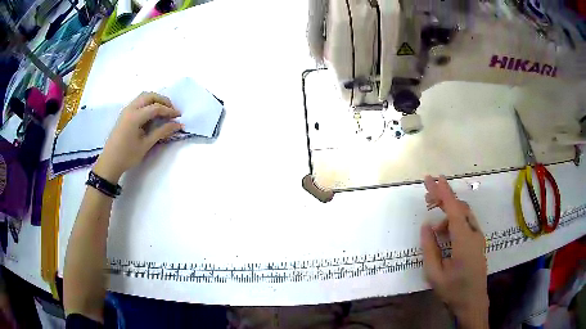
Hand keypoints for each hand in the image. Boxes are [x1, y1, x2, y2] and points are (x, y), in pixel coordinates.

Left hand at [93, 92, 182, 182]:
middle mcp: (130, 108)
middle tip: (172, 111)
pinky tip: (152, 115)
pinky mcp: (125, 114)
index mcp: (135, 116)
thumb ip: (161, 132)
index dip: (169, 111)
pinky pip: (138, 102)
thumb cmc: (127, 156)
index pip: (156, 108)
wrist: (109, 162)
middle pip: (150, 96)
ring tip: (163, 111)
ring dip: (155, 100)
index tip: (179, 116)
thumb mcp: (146, 145)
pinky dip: (148, 103)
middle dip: (163, 101)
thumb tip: (177, 125)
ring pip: (143, 97)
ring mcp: (126, 110)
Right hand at [421, 176, 488, 328]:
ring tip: (433, 228)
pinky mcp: (478, 242)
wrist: (472, 302)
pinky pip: (466, 224)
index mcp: (464, 241)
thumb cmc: (453, 290)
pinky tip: (444, 235)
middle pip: (460, 208)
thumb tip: (426, 226)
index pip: (454, 210)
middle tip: (427, 197)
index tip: (433, 178)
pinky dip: (453, 223)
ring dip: (447, 214)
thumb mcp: (435, 274)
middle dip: (443, 199)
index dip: (444, 192)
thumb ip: (430, 248)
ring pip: (463, 215)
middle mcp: (474, 234)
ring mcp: (478, 237)